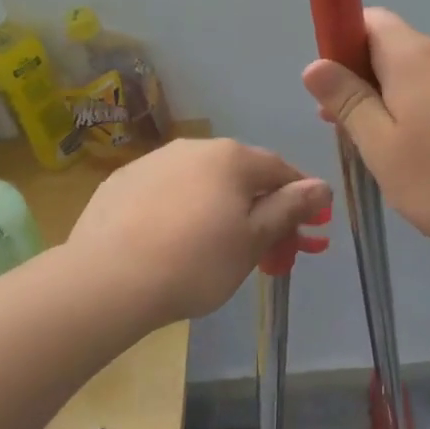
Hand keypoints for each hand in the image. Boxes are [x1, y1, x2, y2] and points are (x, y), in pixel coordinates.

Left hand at [66, 139, 330, 323]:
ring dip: (220, 209)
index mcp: (232, 157)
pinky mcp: (121, 183)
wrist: (106, 280)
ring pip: (202, 183)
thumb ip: (290, 208)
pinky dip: (180, 211)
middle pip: (241, 176)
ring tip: (214, 250)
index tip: (306, 232)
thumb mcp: (254, 240)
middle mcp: (194, 148)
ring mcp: (153, 161)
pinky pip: (166, 193)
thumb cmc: (196, 262)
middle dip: (260, 210)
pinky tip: (172, 243)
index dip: (299, 200)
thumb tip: (322, 186)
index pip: (281, 170)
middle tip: (264, 252)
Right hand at [301, 9, 429, 253]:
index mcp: (413, 56)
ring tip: (378, 144)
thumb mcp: (379, 144)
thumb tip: (315, 64)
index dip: (342, 41)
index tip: (331, 84)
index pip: (370, 20)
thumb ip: (347, 100)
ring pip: (416, 72)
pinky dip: (418, 106)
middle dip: (361, 77)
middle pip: (392, 46)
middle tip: (344, 125)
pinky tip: (417, 149)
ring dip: (389, 96)